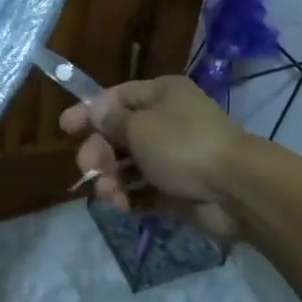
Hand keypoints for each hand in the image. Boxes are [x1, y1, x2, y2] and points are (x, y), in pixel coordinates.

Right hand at [60, 76, 247, 235]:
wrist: (236, 189)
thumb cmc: (183, 144)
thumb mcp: (140, 127)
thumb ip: (112, 121)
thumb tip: (95, 110)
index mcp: (161, 95)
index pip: (116, 98)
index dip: (89, 112)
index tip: (65, 128)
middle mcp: (167, 121)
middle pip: (120, 134)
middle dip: (100, 152)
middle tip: (88, 168)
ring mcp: (174, 157)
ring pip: (130, 165)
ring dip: (112, 179)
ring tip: (108, 195)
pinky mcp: (178, 189)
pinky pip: (145, 191)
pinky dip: (131, 198)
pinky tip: (121, 206)